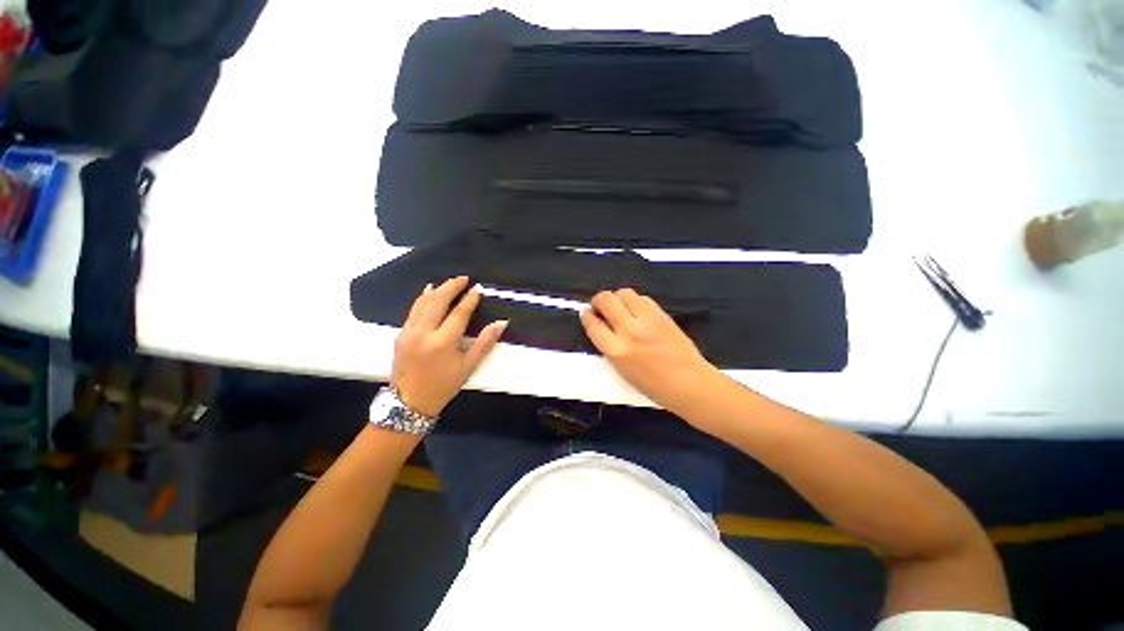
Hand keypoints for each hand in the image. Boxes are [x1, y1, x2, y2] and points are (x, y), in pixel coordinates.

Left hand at [392, 276, 507, 417]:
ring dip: (437, 289)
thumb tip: (501, 323)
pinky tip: (428, 291)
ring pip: (423, 302)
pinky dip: (422, 298)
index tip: (478, 288)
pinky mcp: (400, 334)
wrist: (409, 402)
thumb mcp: (469, 366)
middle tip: (464, 278)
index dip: (470, 299)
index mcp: (443, 342)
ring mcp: (409, 332)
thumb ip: (485, 342)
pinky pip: (412, 310)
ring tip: (450, 282)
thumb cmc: (444, 386)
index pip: (459, 312)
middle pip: (438, 301)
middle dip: (452, 286)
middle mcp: (424, 333)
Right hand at [580, 288, 716, 410]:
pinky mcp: (661, 314)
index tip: (587, 313)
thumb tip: (599, 324)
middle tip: (601, 307)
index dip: (586, 315)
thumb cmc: (652, 384)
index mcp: (616, 351)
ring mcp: (647, 319)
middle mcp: (629, 331)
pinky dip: (634, 301)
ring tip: (620, 308)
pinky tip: (636, 311)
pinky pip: (641, 298)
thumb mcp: (621, 369)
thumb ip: (608, 345)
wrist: (688, 382)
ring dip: (617, 298)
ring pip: (623, 293)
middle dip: (598, 300)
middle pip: (606, 300)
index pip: (593, 324)